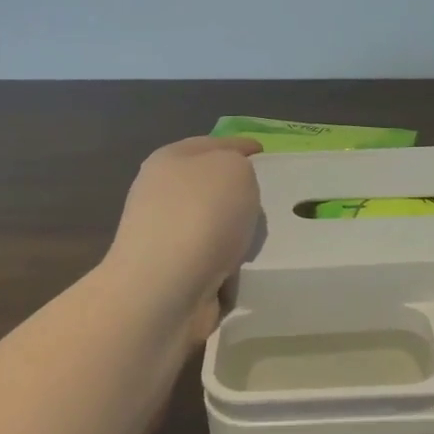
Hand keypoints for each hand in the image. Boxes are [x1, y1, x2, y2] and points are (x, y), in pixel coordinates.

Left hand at [105, 135, 262, 345]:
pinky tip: (246, 269)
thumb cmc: (201, 216)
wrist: (165, 290)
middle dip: (240, 193)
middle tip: (271, 201)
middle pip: (211, 186)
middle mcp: (161, 195)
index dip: (240, 146)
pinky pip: (213, 261)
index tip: (264, 153)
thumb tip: (233, 187)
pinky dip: (230, 265)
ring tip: (262, 241)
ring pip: (213, 225)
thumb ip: (240, 166)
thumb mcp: (234, 169)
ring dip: (236, 233)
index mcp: (170, 160)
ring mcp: (165, 237)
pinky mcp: (173, 274)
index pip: (212, 144)